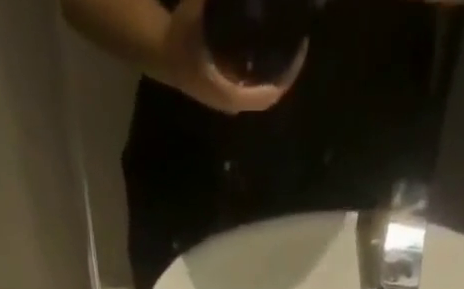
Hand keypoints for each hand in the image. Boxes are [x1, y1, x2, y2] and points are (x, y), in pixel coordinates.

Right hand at [155, 0, 303, 113]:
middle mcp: (233, 101)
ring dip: (276, 71)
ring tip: (290, 43)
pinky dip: (265, 71)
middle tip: (299, 41)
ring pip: (262, 90)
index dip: (288, 74)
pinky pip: (254, 86)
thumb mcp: (195, 11)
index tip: (301, 48)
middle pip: (269, 93)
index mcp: (230, 92)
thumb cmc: (179, 36)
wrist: (161, 53)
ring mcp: (230, 98)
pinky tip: (273, 49)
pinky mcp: (227, 90)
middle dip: (285, 70)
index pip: (269, 93)